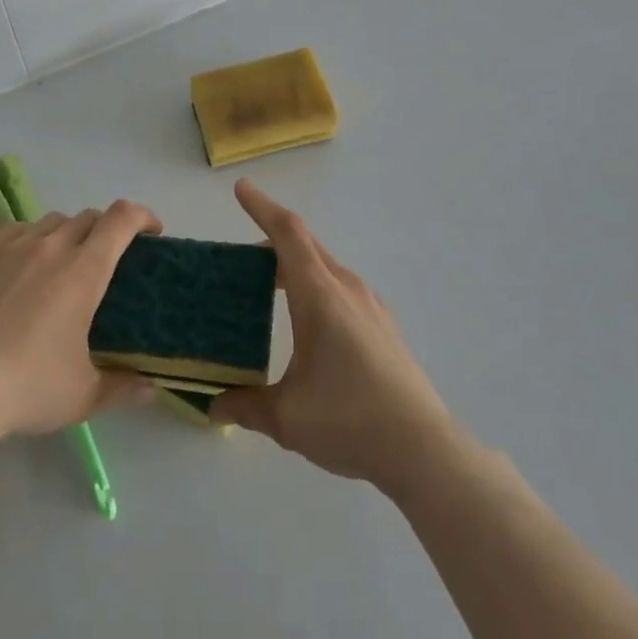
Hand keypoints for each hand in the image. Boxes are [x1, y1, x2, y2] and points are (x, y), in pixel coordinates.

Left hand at [0, 202, 160, 442]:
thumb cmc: (28, 388)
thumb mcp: (83, 395)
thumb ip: (123, 387)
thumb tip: (152, 389)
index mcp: (84, 271)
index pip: (121, 219)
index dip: (142, 216)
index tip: (152, 232)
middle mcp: (51, 247)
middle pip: (88, 217)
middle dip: (107, 230)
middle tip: (109, 260)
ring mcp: (13, 248)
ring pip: (52, 221)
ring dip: (69, 233)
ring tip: (65, 263)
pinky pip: (16, 230)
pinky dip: (32, 237)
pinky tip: (25, 263)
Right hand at [212, 181, 455, 496]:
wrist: (424, 450)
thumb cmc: (350, 420)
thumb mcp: (287, 417)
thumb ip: (245, 405)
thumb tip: (213, 404)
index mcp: (320, 295)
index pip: (288, 234)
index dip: (262, 208)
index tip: (241, 189)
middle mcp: (347, 289)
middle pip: (306, 244)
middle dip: (272, 238)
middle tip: (242, 256)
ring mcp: (371, 305)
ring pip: (325, 266)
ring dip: (296, 264)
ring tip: (270, 287)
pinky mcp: (384, 325)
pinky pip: (341, 287)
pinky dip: (316, 284)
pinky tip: (309, 320)